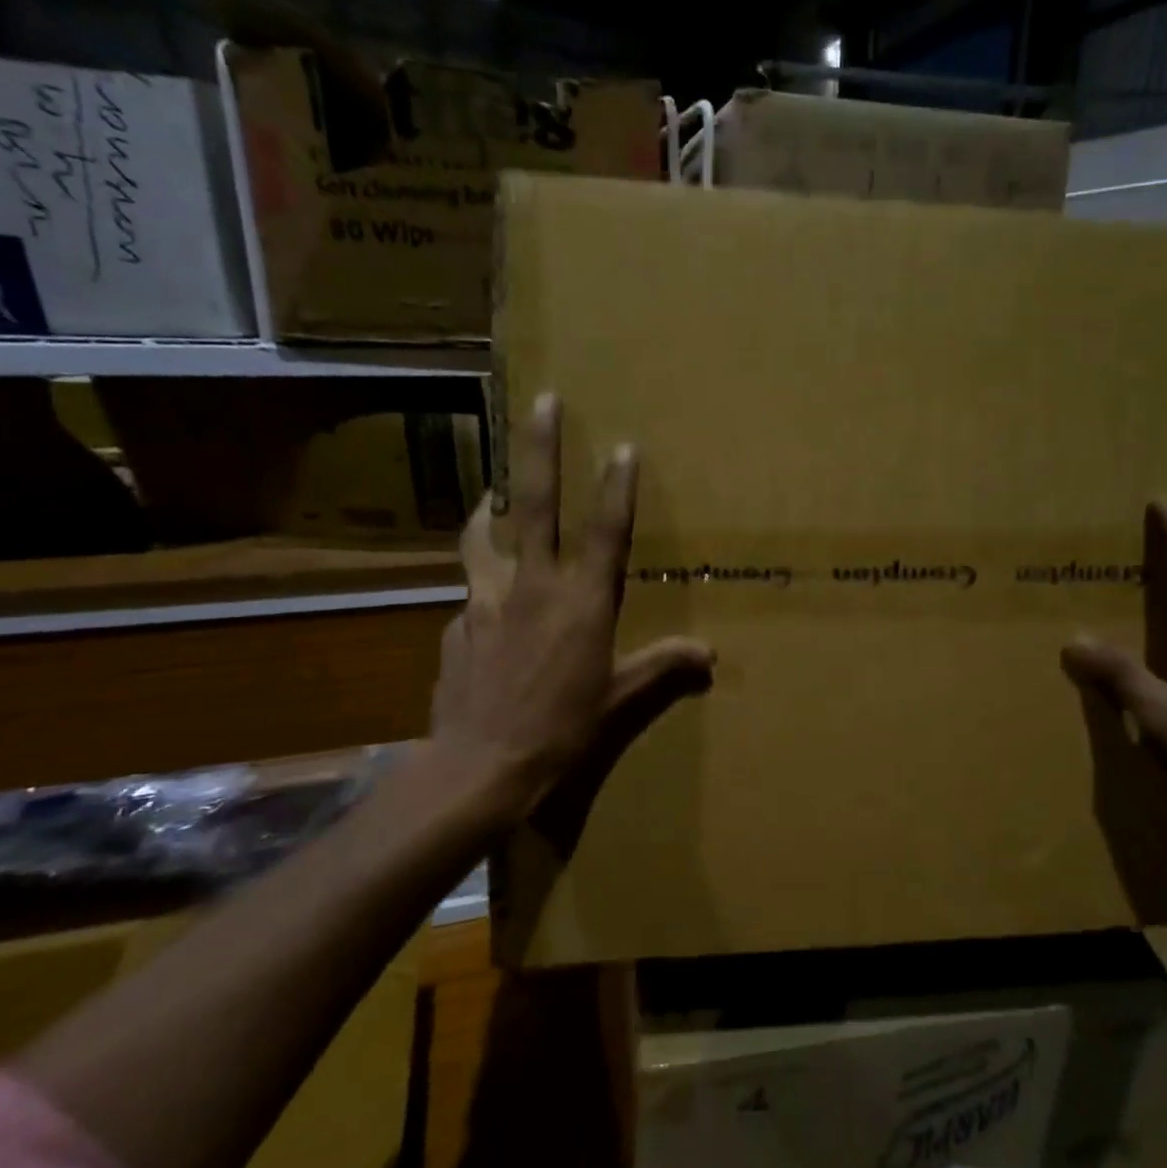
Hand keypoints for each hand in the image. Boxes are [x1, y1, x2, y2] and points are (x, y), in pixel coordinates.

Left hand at [427, 392, 713, 825]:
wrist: (482, 766)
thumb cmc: (562, 730)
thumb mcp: (619, 701)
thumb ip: (663, 668)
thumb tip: (709, 655)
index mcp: (581, 602)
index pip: (606, 532)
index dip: (617, 487)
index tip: (622, 445)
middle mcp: (533, 587)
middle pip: (535, 504)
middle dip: (539, 448)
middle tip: (541, 400)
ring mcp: (486, 602)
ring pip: (483, 538)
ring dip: (488, 511)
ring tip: (488, 497)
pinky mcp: (457, 625)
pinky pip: (470, 597)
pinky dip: (480, 592)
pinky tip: (484, 611)